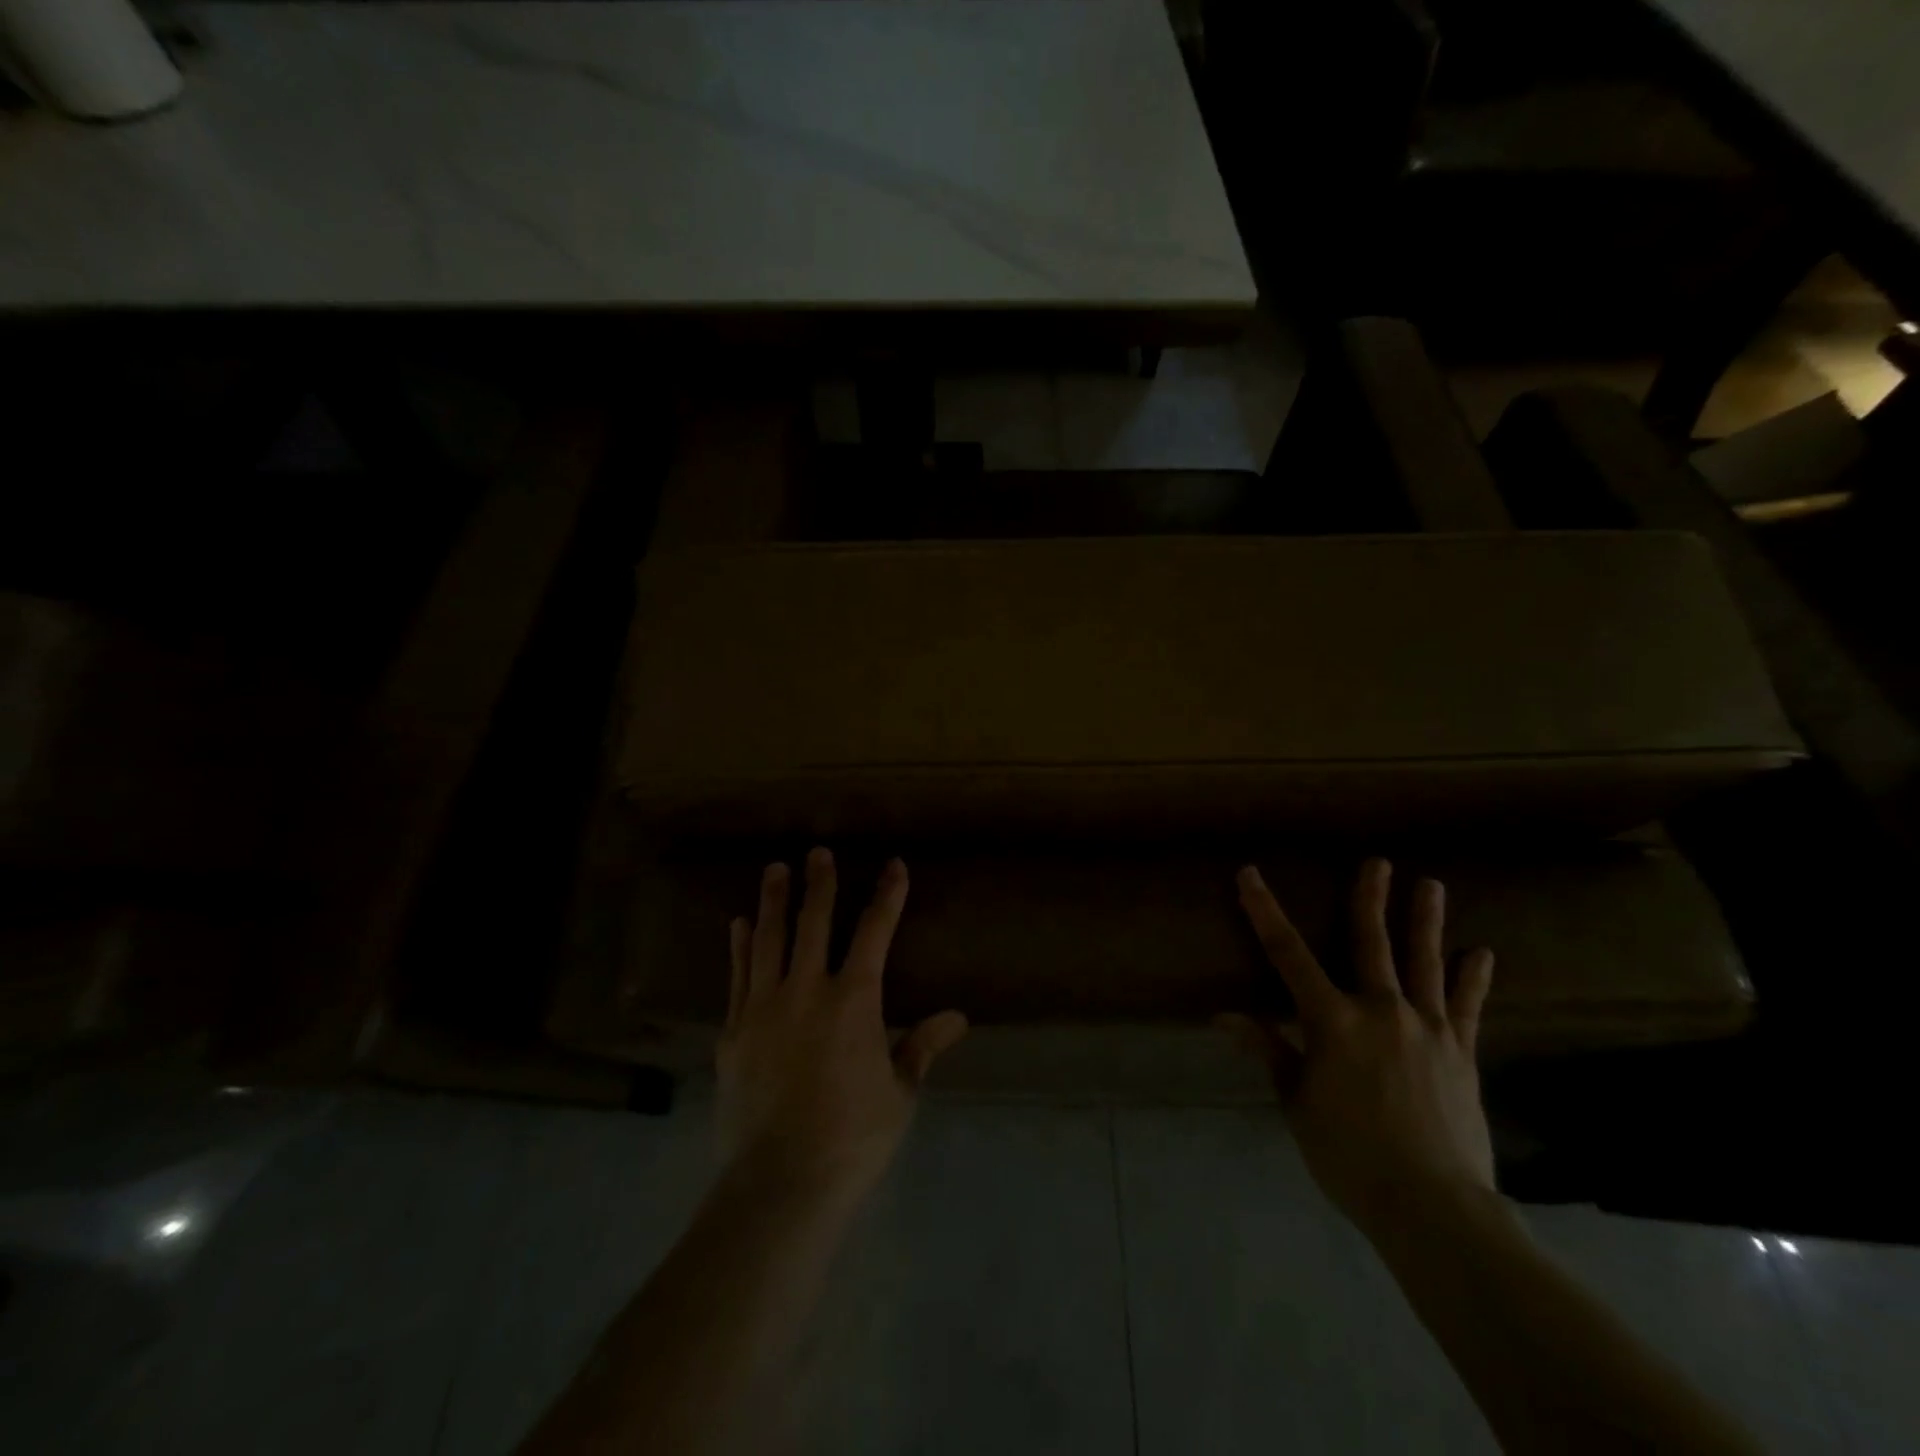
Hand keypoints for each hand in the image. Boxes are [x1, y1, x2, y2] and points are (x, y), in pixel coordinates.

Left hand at [718, 848, 968, 1212]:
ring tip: (775, 869)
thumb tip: (958, 1017)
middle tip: (818, 852)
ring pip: (768, 940)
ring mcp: (764, 1008)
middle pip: (814, 923)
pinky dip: (740, 947)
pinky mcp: (734, 1032)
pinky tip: (738, 924)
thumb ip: (922, 1047)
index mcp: (853, 1000)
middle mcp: (806, 990)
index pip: (875, 933)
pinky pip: (738, 976)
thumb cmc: (852, 1138)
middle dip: (820, 884)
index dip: (887, 896)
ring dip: (773, 901)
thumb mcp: (899, 1093)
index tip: (893, 865)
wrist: (780, 1182)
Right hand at [1224, 858, 1496, 1239]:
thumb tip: (1224, 1016)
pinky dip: (1474, 979)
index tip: (1250, 875)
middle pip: (1372, 943)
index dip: (1264, 911)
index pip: (1288, 954)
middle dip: (1370, 899)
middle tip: (1379, 862)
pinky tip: (1481, 954)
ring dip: (1426, 922)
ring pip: (1425, 963)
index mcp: (1332, 1021)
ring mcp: (1428, 1029)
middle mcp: (1381, 1011)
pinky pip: (1468, 1007)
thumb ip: (1269, 1051)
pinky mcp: (1462, 1053)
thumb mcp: (1296, 1102)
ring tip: (1431, 884)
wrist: (1433, 1206)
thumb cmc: (1349, 1155)